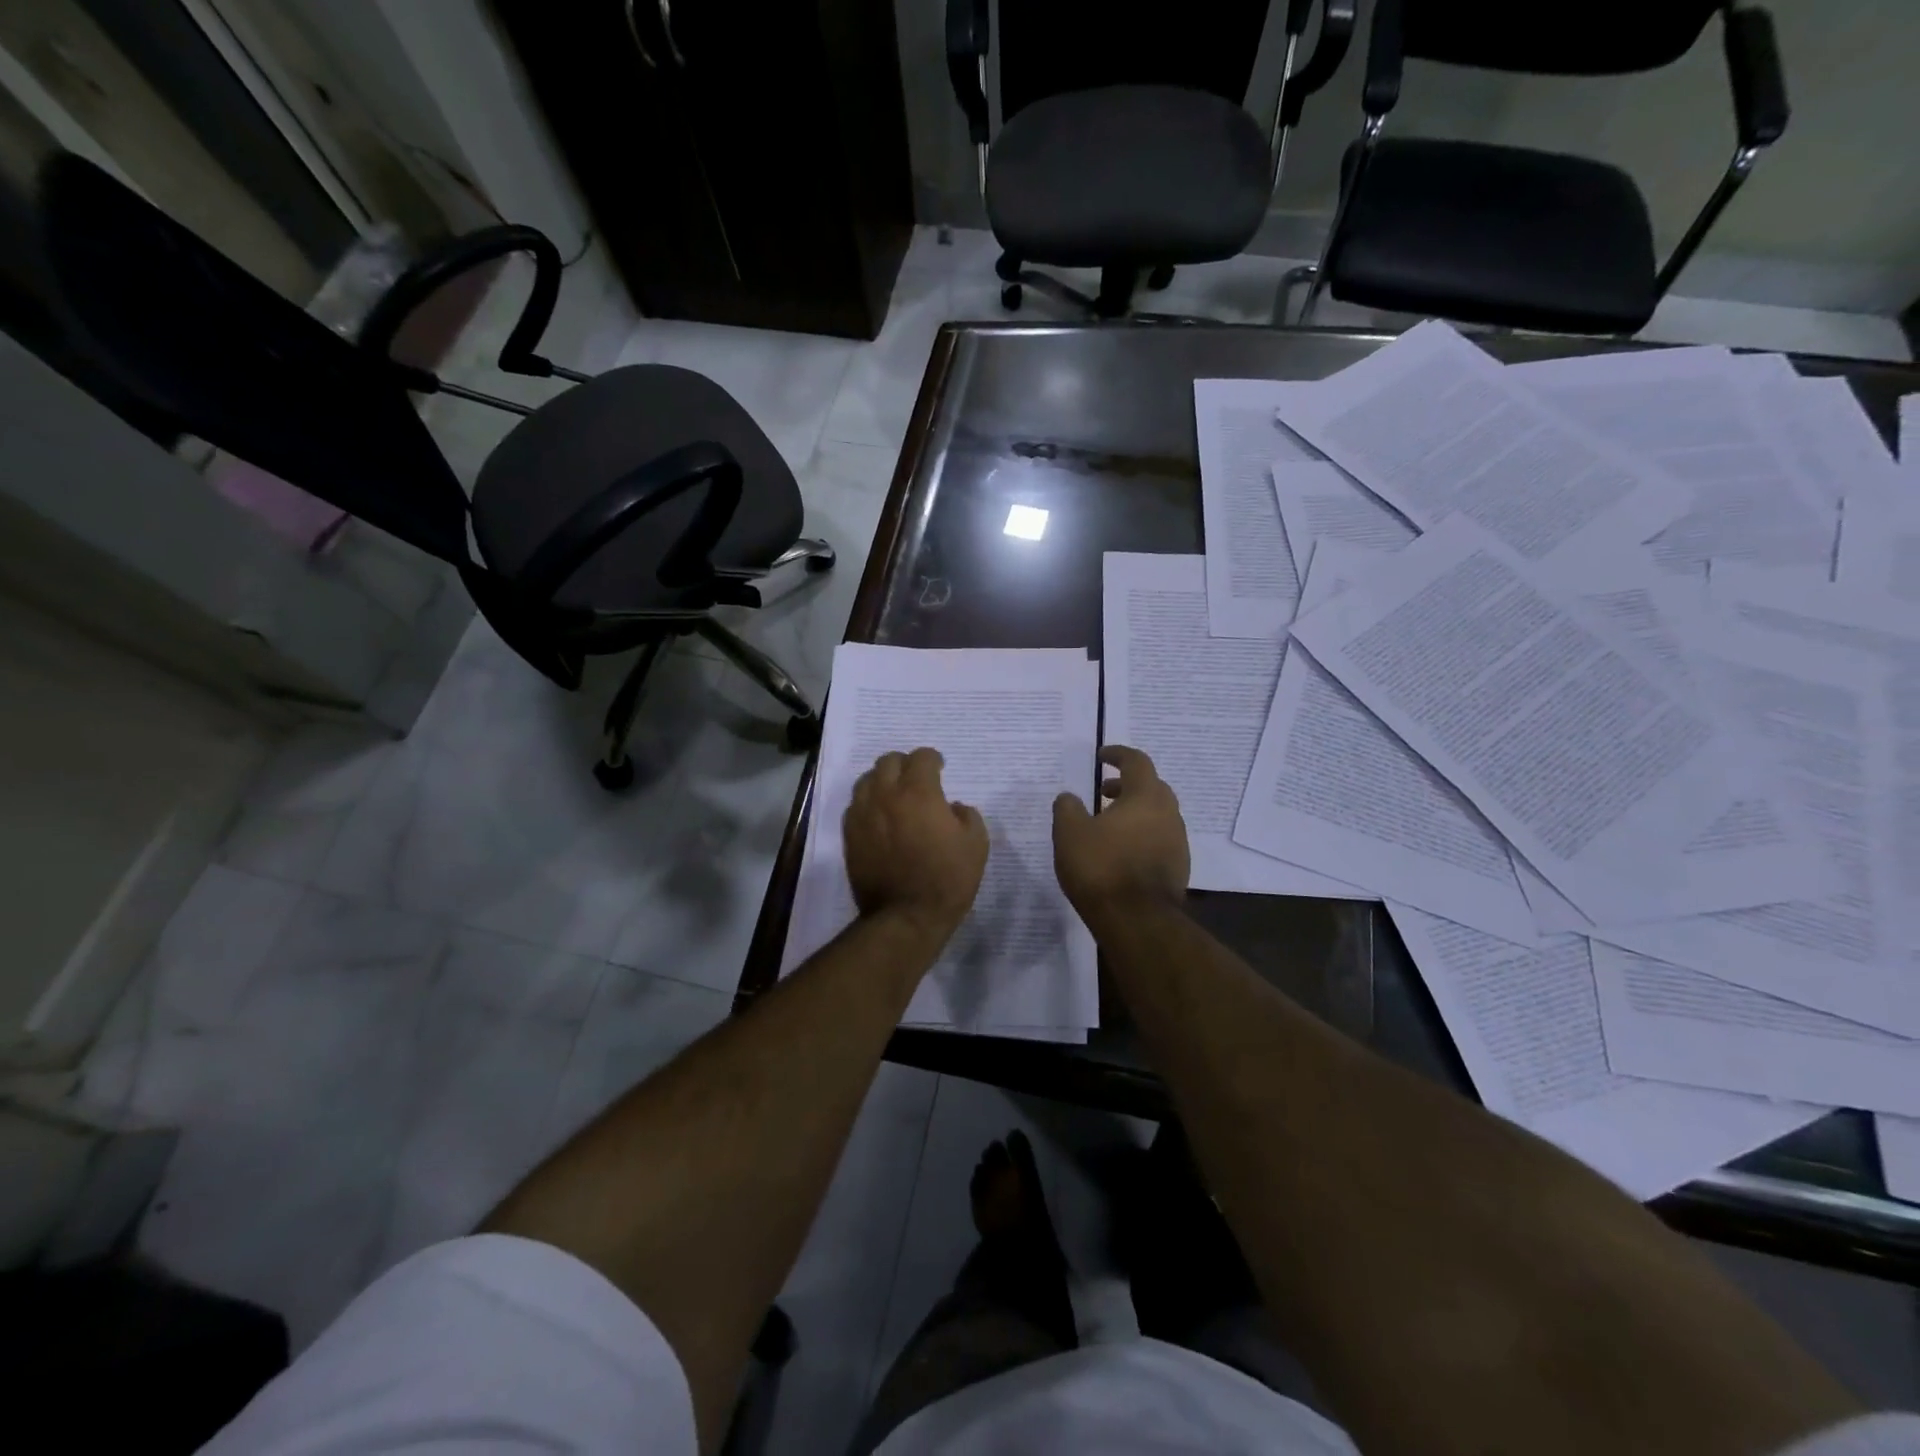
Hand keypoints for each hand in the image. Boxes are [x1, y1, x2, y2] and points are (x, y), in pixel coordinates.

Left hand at [845, 747, 988, 939]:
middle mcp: (886, 795)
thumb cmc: (947, 879)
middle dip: (905, 764)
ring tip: (895, 794)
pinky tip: (880, 817)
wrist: (906, 916)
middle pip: (889, 761)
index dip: (933, 759)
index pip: (921, 757)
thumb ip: (967, 815)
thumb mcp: (976, 844)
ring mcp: (863, 814)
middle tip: (917, 779)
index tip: (940, 768)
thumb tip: (952, 807)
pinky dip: (868, 803)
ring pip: (867, 780)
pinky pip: (855, 805)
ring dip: (883, 780)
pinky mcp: (849, 835)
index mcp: (918, 792)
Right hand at [1052, 745, 1189, 918]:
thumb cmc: (1101, 868)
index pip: (1136, 762)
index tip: (1101, 757)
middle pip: (1152, 787)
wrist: (1137, 921)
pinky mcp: (1179, 868)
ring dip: (1135, 812)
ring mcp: (1178, 842)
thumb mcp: (1069, 833)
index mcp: (1146, 796)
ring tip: (1108, 825)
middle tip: (1104, 792)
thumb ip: (1067, 807)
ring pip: (1157, 815)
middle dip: (1128, 784)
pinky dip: (1141, 835)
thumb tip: (1069, 797)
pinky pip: (1159, 839)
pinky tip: (1121, 852)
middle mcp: (1169, 813)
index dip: (1118, 755)